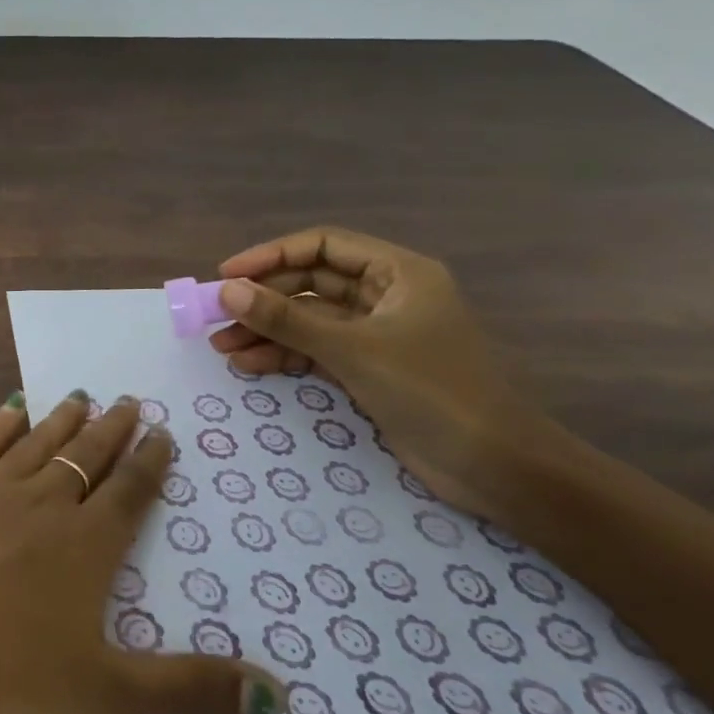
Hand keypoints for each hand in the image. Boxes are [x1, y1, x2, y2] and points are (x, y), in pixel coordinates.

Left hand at [0, 392, 282, 713]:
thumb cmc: (2, 674)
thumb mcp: (105, 696)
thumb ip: (189, 691)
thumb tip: (278, 697)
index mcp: (86, 545)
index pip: (129, 493)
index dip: (150, 463)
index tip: (162, 432)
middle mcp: (44, 502)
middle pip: (88, 456)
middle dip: (113, 430)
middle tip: (129, 400)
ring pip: (40, 442)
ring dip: (64, 419)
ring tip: (83, 395)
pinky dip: (3, 423)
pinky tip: (12, 407)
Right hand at [210, 227, 546, 523]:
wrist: (497, 468)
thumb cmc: (432, 391)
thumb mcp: (352, 350)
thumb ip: (286, 319)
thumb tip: (226, 290)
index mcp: (397, 273)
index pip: (322, 245)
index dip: (271, 255)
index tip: (227, 274)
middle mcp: (386, 295)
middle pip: (310, 282)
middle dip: (263, 299)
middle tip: (216, 314)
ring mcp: (377, 334)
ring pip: (308, 319)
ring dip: (267, 330)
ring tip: (222, 347)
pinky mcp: (370, 367)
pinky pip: (315, 349)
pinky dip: (284, 354)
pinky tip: (250, 364)